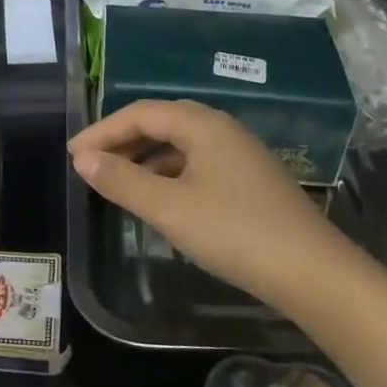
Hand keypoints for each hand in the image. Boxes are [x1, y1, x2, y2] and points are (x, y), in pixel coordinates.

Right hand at [68, 99, 352, 303]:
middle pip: (161, 122)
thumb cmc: (234, 233)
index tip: (73, 154)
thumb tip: (83, 159)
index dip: (103, 130)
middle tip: (90, 163)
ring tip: (117, 179)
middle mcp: (222, 129)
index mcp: (202, 125)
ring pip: (181, 144)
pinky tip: (160, 197)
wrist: (313, 272)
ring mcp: (240, 154)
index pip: (141, 113)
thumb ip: (123, 180)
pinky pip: (197, 162)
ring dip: (145, 156)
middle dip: (122, 139)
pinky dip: (169, 172)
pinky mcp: (250, 179)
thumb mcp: (169, 208)